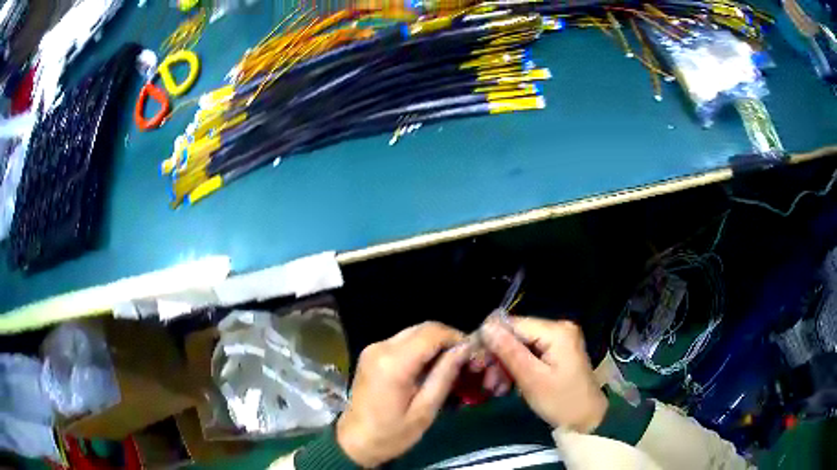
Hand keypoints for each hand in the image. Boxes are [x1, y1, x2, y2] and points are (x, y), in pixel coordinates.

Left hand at [336, 322, 470, 467]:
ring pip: (414, 332)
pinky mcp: (371, 353)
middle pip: (423, 328)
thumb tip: (464, 349)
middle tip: (463, 360)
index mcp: (394, 363)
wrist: (354, 442)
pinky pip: (403, 341)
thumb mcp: (425, 410)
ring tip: (449, 365)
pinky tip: (429, 368)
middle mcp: (381, 347)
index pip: (432, 333)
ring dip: (434, 343)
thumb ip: (445, 376)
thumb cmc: (391, 434)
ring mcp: (373, 348)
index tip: (472, 354)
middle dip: (447, 339)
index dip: (456, 338)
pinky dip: (420, 348)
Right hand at [481, 317, 607, 432]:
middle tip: (485, 382)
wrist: (587, 419)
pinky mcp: (556, 352)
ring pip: (520, 346)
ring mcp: (558, 340)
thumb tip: (486, 326)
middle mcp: (558, 329)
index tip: (475, 362)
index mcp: (556, 331)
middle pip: (516, 336)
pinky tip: (505, 386)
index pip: (513, 324)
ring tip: (494, 388)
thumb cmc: (561, 401)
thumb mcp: (532, 379)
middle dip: (497, 358)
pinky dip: (516, 369)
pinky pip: (529, 354)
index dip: (490, 340)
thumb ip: (509, 351)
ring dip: (504, 366)